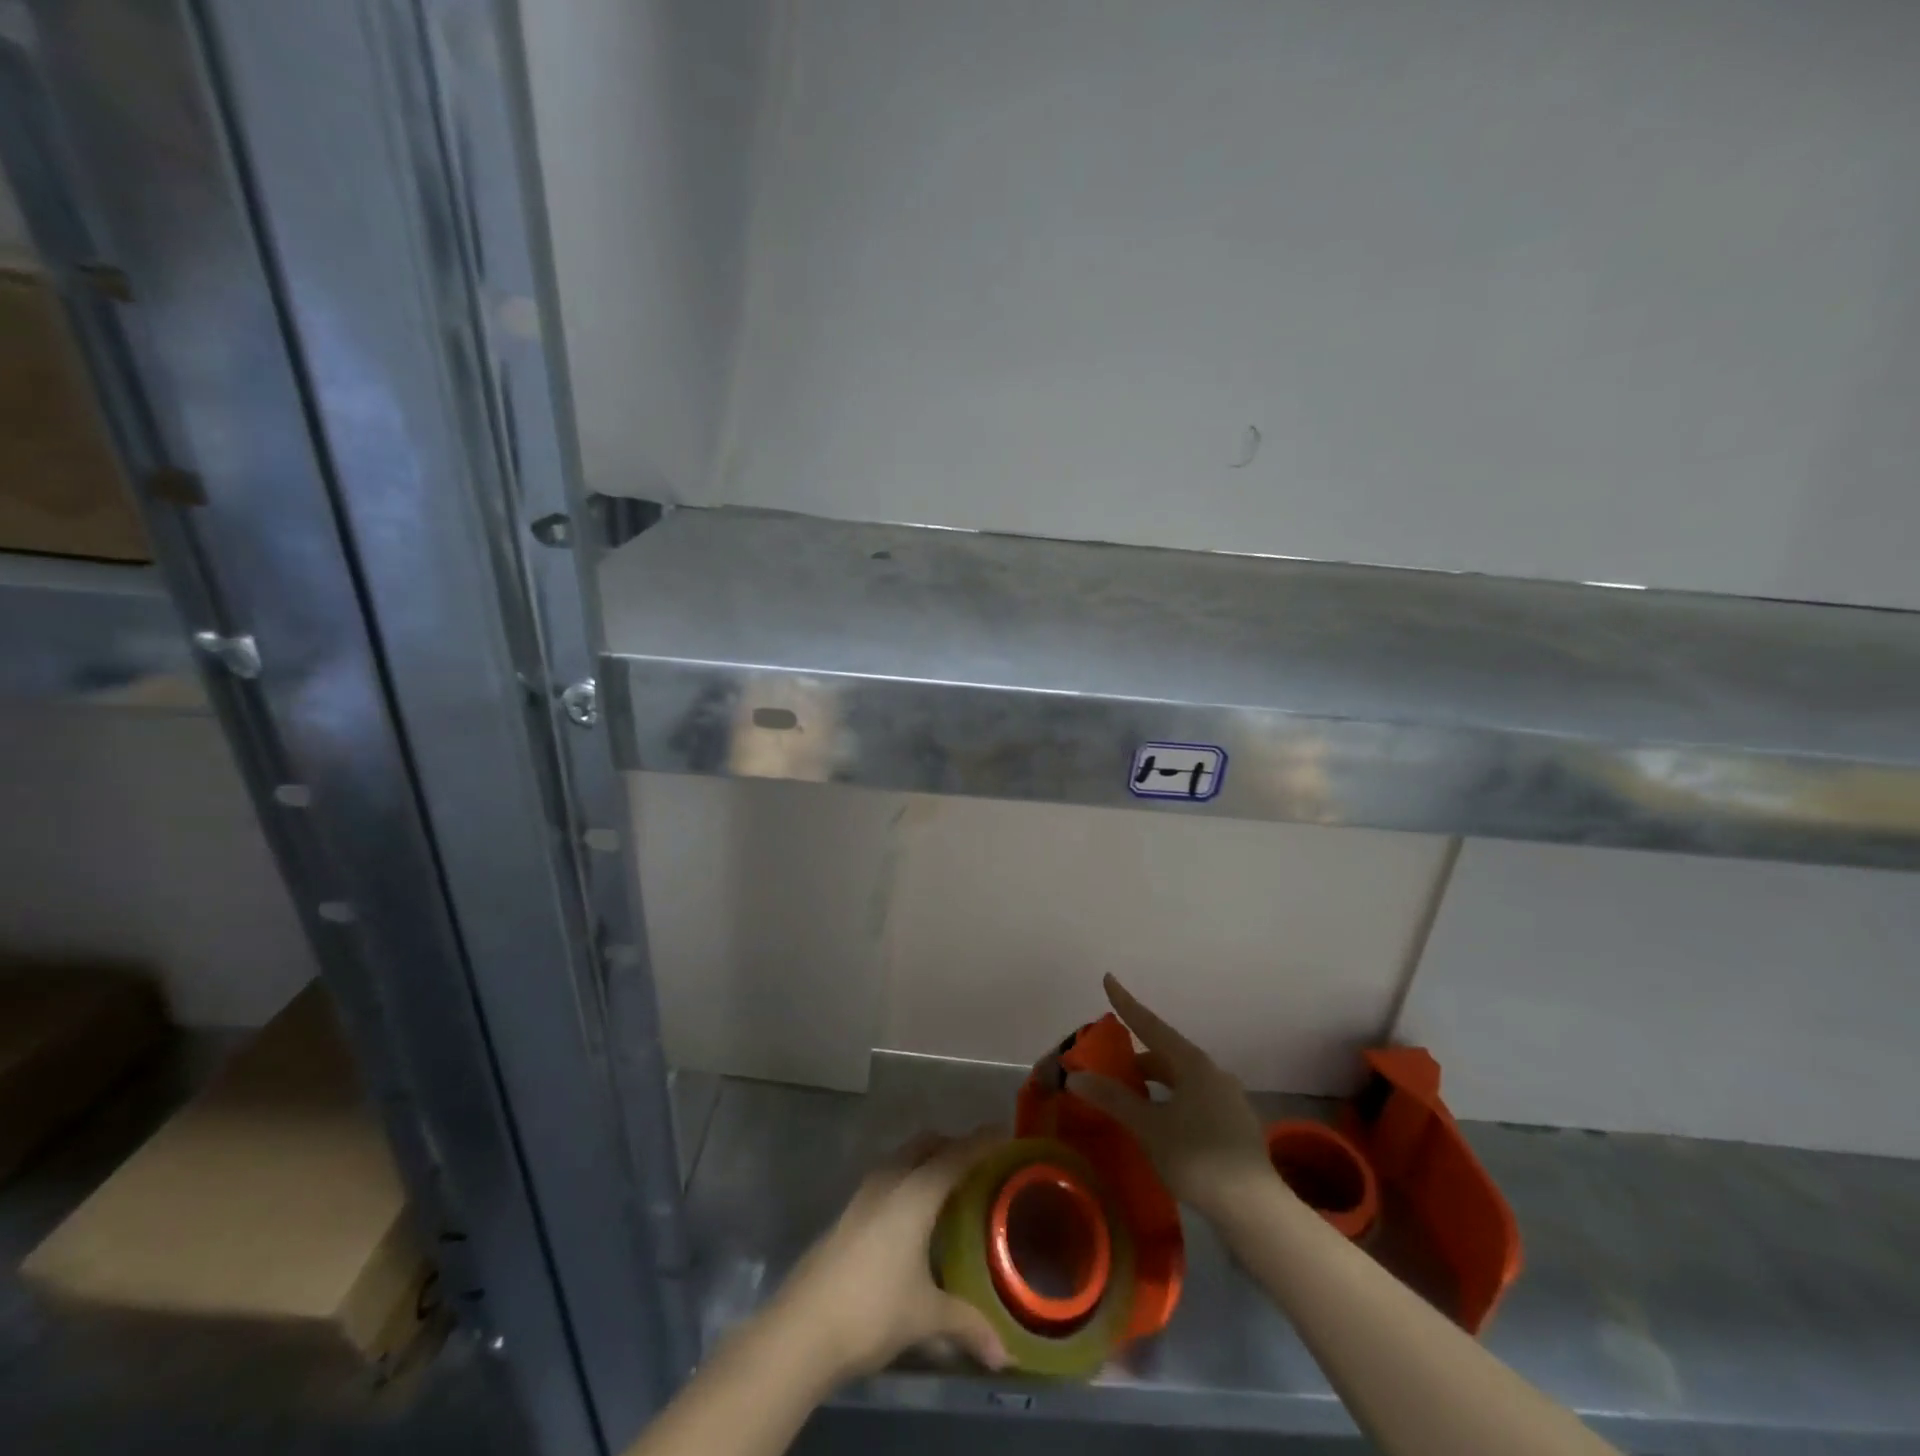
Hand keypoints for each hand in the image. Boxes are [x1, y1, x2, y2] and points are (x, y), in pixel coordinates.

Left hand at [772, 1129, 1010, 1380]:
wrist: (802, 1328)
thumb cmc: (873, 1310)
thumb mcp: (926, 1317)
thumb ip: (966, 1326)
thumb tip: (1003, 1356)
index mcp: (915, 1193)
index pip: (956, 1156)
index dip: (981, 1142)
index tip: (1004, 1132)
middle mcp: (890, 1181)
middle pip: (926, 1144)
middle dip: (952, 1145)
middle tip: (978, 1161)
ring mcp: (863, 1194)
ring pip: (902, 1158)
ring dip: (926, 1160)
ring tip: (948, 1184)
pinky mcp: (848, 1212)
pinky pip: (887, 1177)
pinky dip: (907, 1178)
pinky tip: (913, 1213)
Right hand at [1065, 974, 1273, 1220]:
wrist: (1255, 1209)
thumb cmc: (1197, 1158)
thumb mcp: (1149, 1128)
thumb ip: (1114, 1099)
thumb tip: (1077, 1076)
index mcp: (1193, 1064)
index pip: (1151, 1024)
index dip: (1126, 1003)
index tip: (1109, 978)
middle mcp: (1213, 1072)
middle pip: (1167, 1054)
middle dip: (1137, 1058)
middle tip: (1110, 1068)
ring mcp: (1228, 1098)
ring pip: (1182, 1079)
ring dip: (1155, 1083)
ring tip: (1131, 1100)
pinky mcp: (1235, 1123)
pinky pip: (1195, 1099)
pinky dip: (1172, 1101)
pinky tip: (1162, 1124)